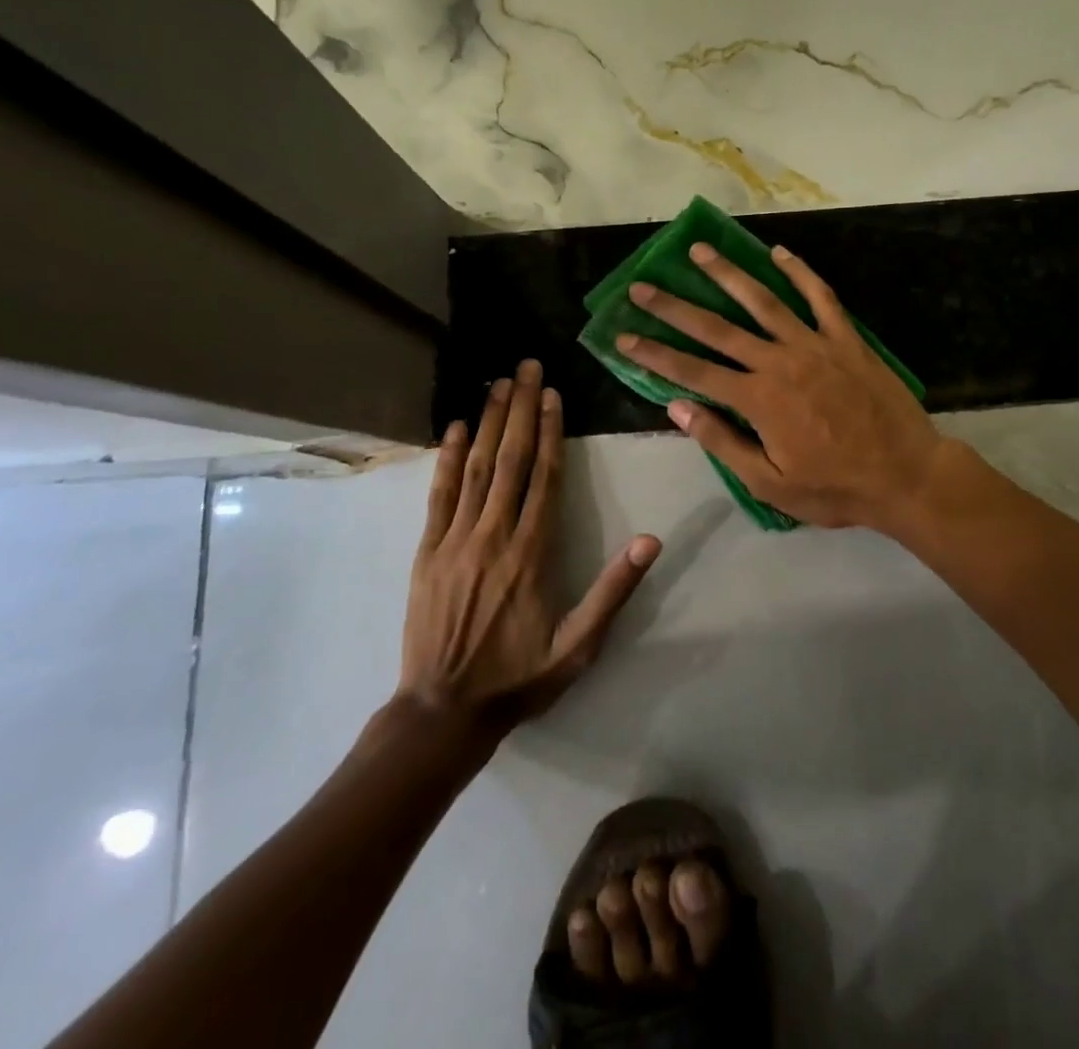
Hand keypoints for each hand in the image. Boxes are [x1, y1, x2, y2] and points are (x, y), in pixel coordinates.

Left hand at [400, 360, 659, 734]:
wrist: (442, 712)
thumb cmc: (518, 677)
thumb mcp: (579, 646)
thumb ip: (614, 591)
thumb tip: (652, 540)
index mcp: (532, 552)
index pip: (546, 477)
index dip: (552, 431)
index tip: (554, 393)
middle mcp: (494, 534)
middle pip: (512, 460)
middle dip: (522, 409)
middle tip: (527, 366)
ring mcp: (456, 540)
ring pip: (477, 468)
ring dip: (490, 422)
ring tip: (499, 382)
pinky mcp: (427, 551)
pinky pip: (440, 495)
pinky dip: (449, 458)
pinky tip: (458, 428)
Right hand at [616, 243, 941, 531]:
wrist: (907, 475)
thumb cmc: (836, 487)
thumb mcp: (770, 483)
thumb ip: (722, 442)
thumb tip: (677, 407)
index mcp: (757, 399)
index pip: (692, 371)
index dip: (654, 353)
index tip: (624, 335)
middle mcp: (779, 361)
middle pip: (717, 328)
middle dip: (675, 306)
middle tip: (643, 285)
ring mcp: (815, 344)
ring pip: (763, 300)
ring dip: (728, 273)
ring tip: (699, 251)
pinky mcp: (846, 338)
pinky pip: (820, 296)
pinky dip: (800, 272)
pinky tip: (779, 252)